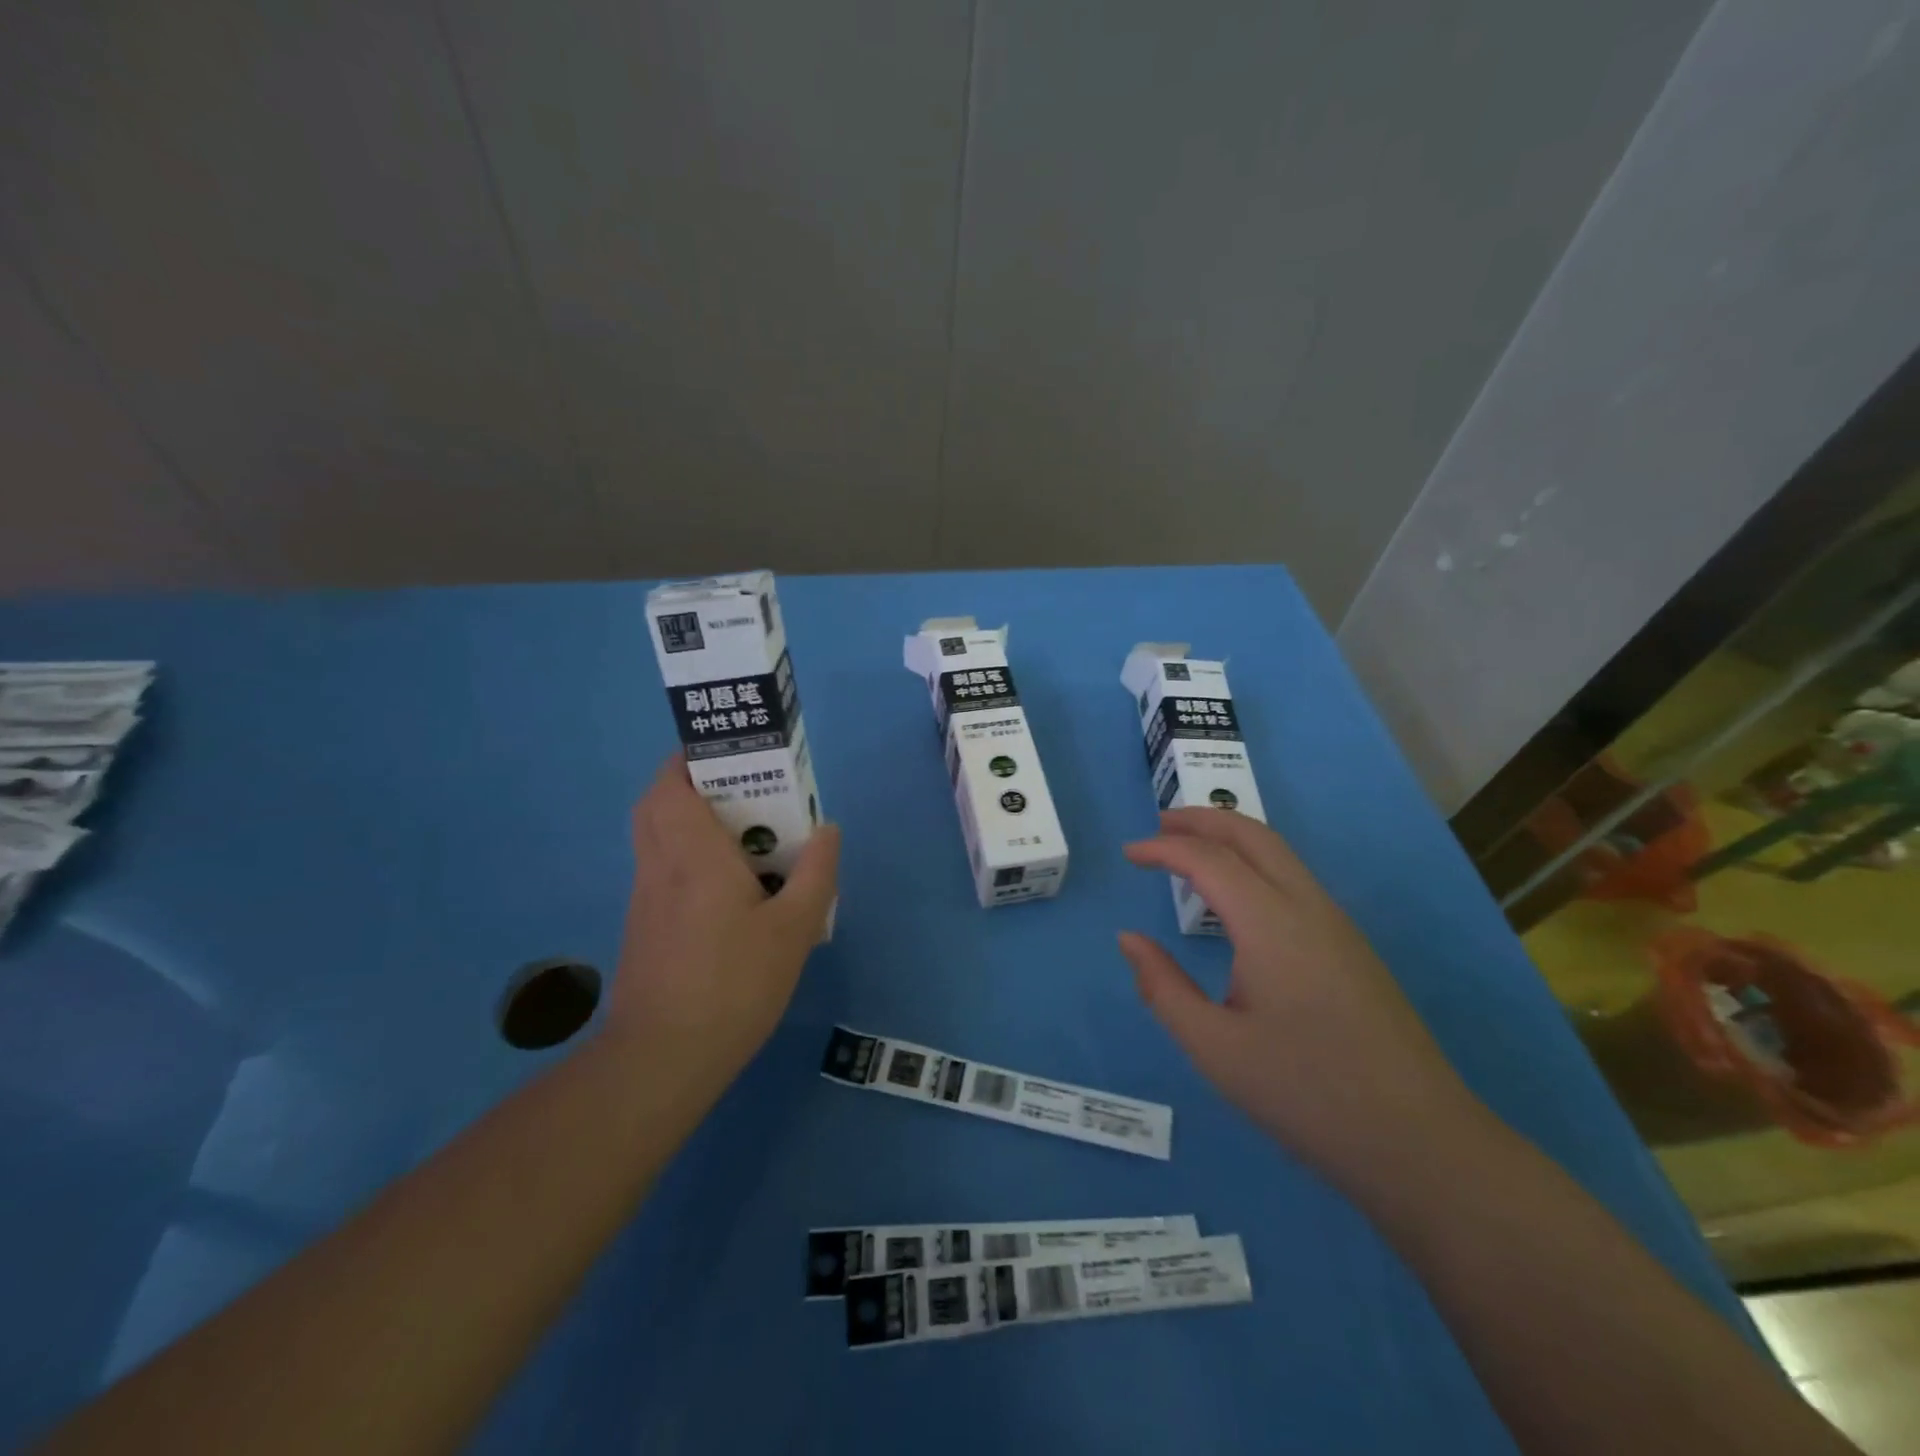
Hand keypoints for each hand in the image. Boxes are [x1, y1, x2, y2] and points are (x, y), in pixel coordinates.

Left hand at [612, 756, 839, 1100]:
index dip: (688, 759)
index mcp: (693, 855)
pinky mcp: (644, 928)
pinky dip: (685, 857)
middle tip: (740, 791)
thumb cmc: (733, 984)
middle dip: (689, 784)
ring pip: (656, 838)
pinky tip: (727, 888)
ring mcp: (645, 899)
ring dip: (688, 821)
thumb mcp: (794, 929)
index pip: (670, 785)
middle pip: (655, 804)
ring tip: (742, 835)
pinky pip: (662, 870)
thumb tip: (826, 828)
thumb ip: (816, 873)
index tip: (726, 753)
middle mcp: (660, 867)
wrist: (663, 1058)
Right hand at [1119, 808, 1483, 1188]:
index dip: (1163, 848)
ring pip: (1280, 853)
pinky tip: (1237, 897)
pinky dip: (1254, 863)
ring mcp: (1338, 925)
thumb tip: (1129, 940)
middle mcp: (1308, 908)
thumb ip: (1163, 988)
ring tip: (1190, 850)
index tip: (1128, 853)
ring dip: (1231, 838)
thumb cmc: (1308, 1095)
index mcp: (1271, 925)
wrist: (1422, 1143)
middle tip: (1158, 823)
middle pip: (1253, 835)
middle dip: (1202, 819)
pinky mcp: (1352, 946)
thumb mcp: (1216, 1049)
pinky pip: (1294, 879)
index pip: (1209, 860)